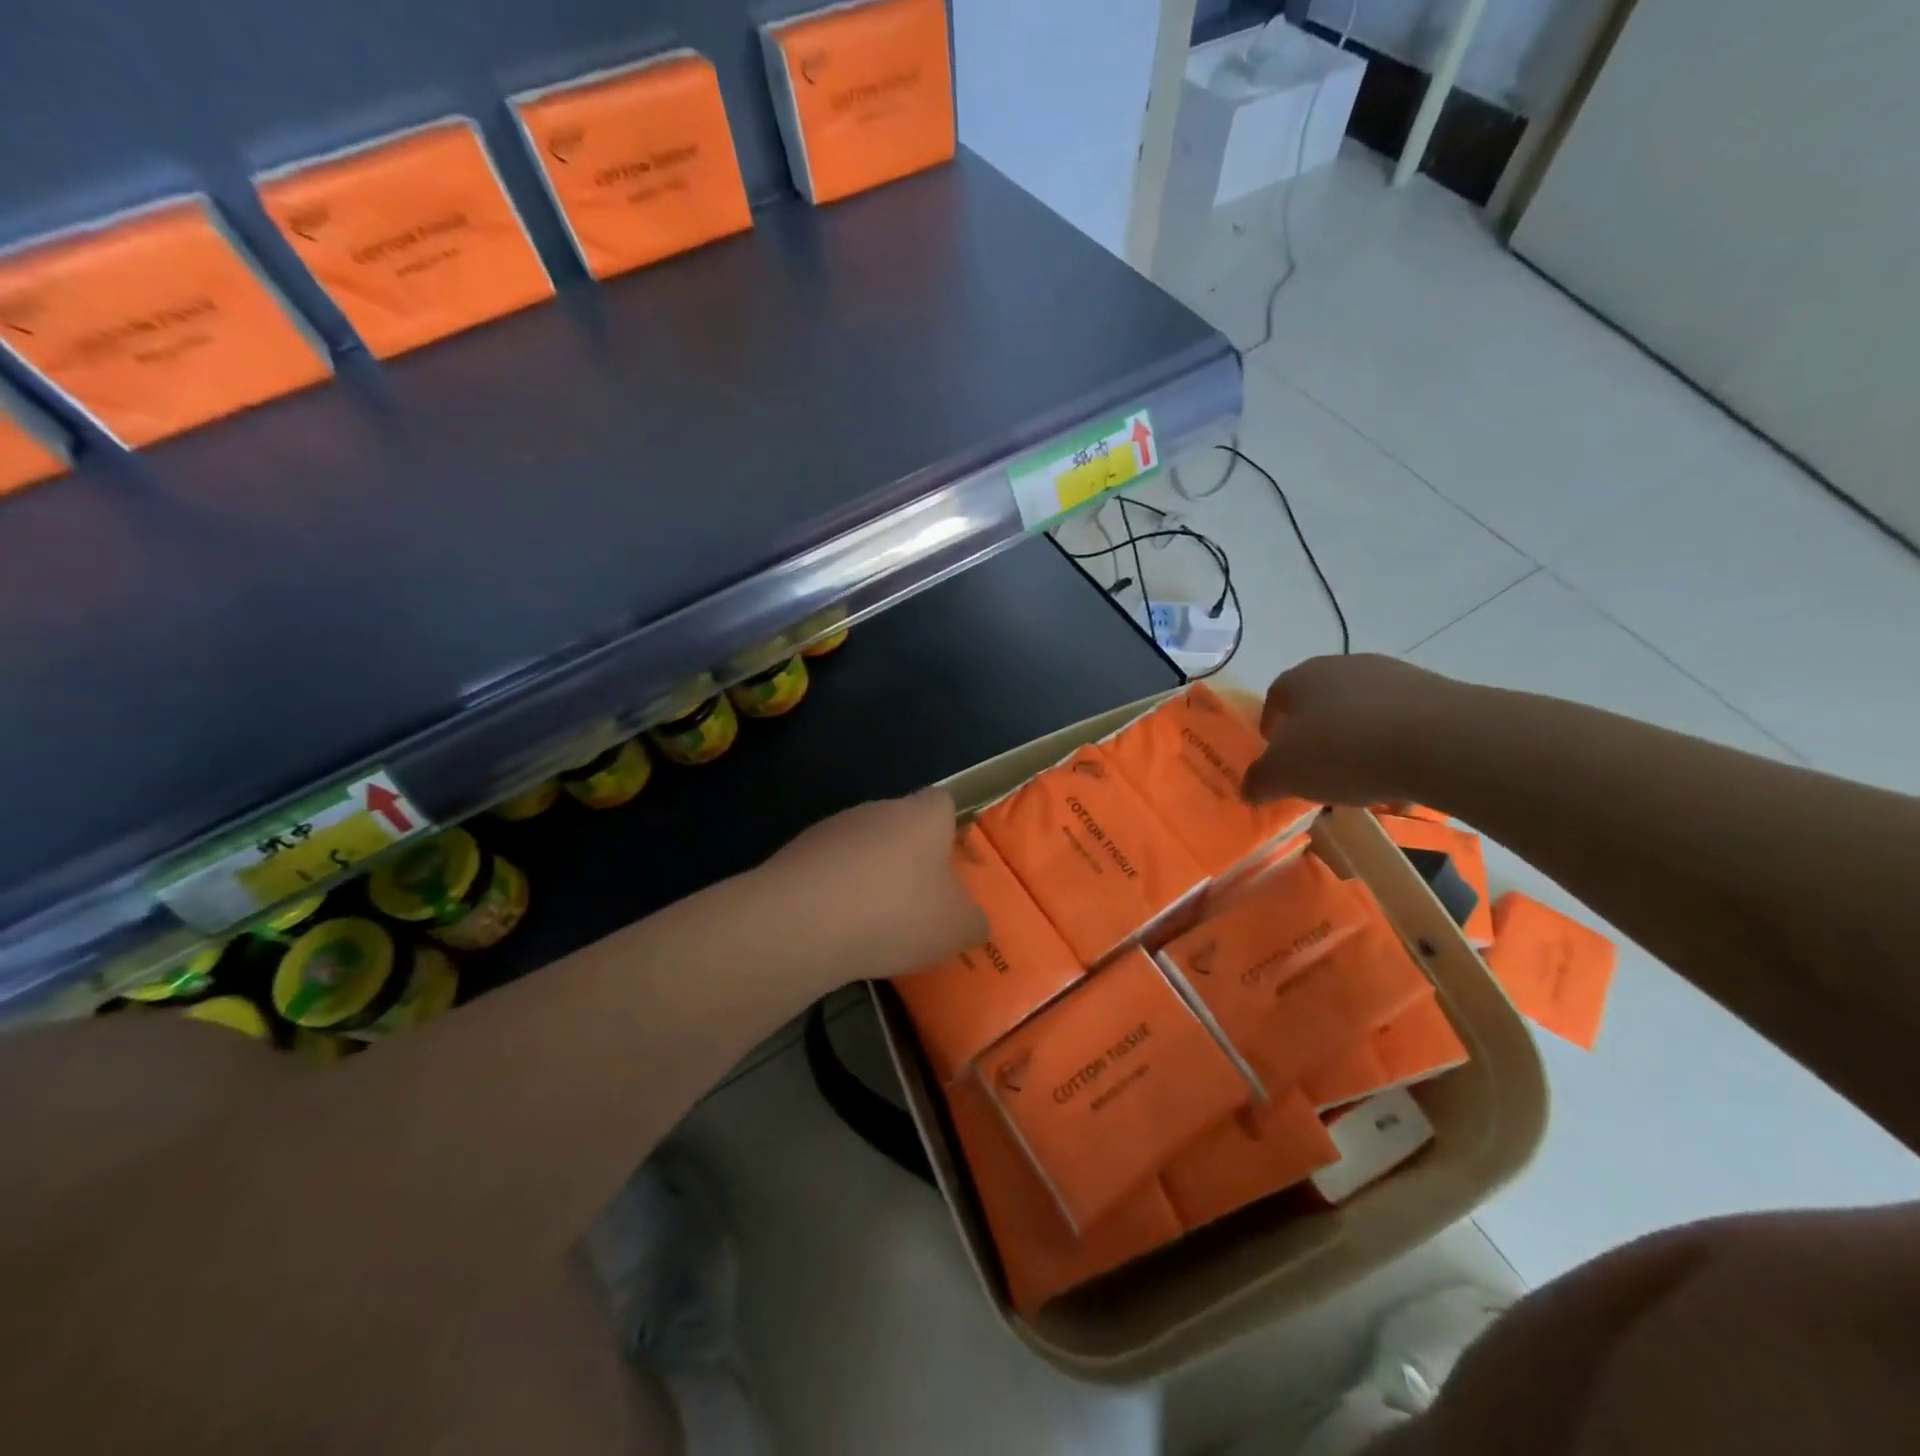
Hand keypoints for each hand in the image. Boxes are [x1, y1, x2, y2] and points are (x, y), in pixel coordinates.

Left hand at [765, 789, 986, 981]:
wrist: (803, 921)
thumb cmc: (896, 913)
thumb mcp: (956, 928)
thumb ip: (973, 921)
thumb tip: (974, 920)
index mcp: (923, 815)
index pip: (942, 802)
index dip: (949, 829)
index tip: (950, 865)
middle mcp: (878, 809)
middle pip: (900, 825)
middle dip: (908, 859)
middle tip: (916, 903)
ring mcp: (833, 828)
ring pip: (862, 847)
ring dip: (868, 876)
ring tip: (873, 924)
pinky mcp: (796, 853)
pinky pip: (828, 869)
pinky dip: (835, 893)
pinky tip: (837, 929)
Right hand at [1243, 654, 1462, 806]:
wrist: (1440, 741)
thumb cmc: (1342, 750)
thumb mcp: (1284, 774)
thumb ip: (1260, 781)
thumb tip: (1249, 789)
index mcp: (1302, 677)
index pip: (1276, 696)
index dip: (1272, 725)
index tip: (1275, 754)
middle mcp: (1345, 666)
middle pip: (1321, 701)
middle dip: (1315, 734)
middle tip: (1316, 769)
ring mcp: (1394, 676)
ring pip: (1363, 711)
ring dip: (1357, 740)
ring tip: (1361, 778)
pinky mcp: (1436, 693)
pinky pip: (1402, 723)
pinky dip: (1395, 747)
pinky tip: (1400, 777)